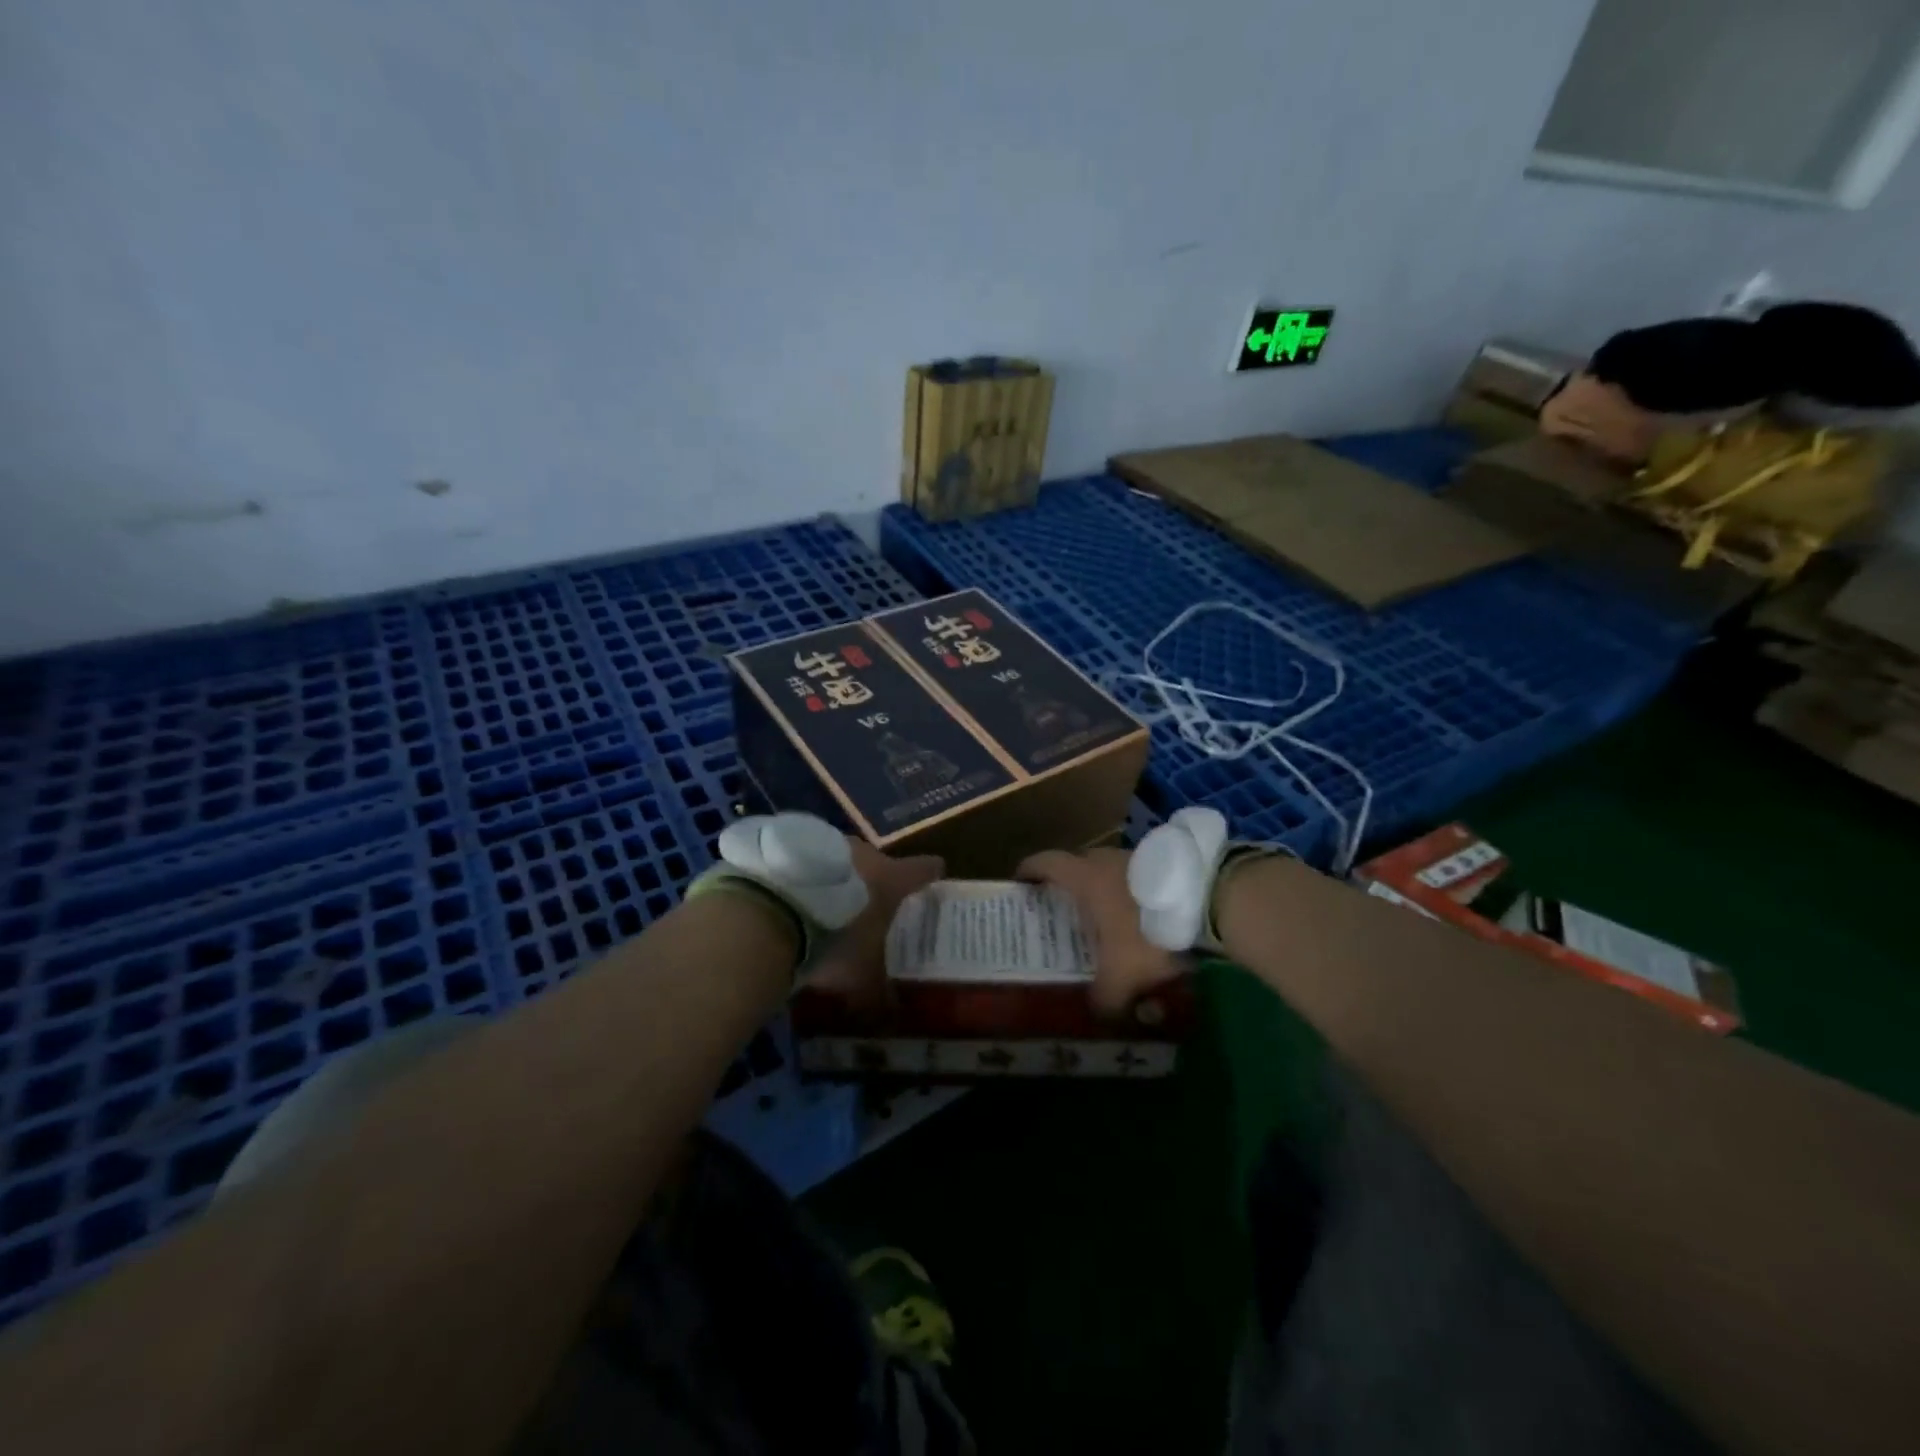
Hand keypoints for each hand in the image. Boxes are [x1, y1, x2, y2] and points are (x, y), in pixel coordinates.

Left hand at [805, 839, 942, 1009]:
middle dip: (876, 883)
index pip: (924, 869)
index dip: (930, 875)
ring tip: (826, 905)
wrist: (771, 906)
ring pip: (842, 860)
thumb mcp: (860, 978)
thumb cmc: (833, 938)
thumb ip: (879, 996)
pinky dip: (807, 876)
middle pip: (879, 864)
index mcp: (892, 879)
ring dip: (839, 878)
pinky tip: (794, 898)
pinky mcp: (793, 841)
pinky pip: (808, 860)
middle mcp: (866, 854)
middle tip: (870, 909)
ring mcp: (828, 842)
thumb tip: (893, 1017)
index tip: (933, 878)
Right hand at [1018, 847, 1185, 1015]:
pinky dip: (1131, 895)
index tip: (1020, 884)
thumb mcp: (1122, 975)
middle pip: (1076, 867)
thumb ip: (1103, 998)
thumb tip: (1096, 1014)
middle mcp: (1104, 859)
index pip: (1044, 863)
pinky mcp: (1164, 864)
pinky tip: (1140, 919)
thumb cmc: (1147, 929)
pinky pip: (1136, 879)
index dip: (1028, 871)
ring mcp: (1136, 857)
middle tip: (1064, 912)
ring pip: (1109, 873)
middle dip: (1067, 888)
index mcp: (1083, 876)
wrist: (1209, 899)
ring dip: (1104, 892)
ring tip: (1105, 920)